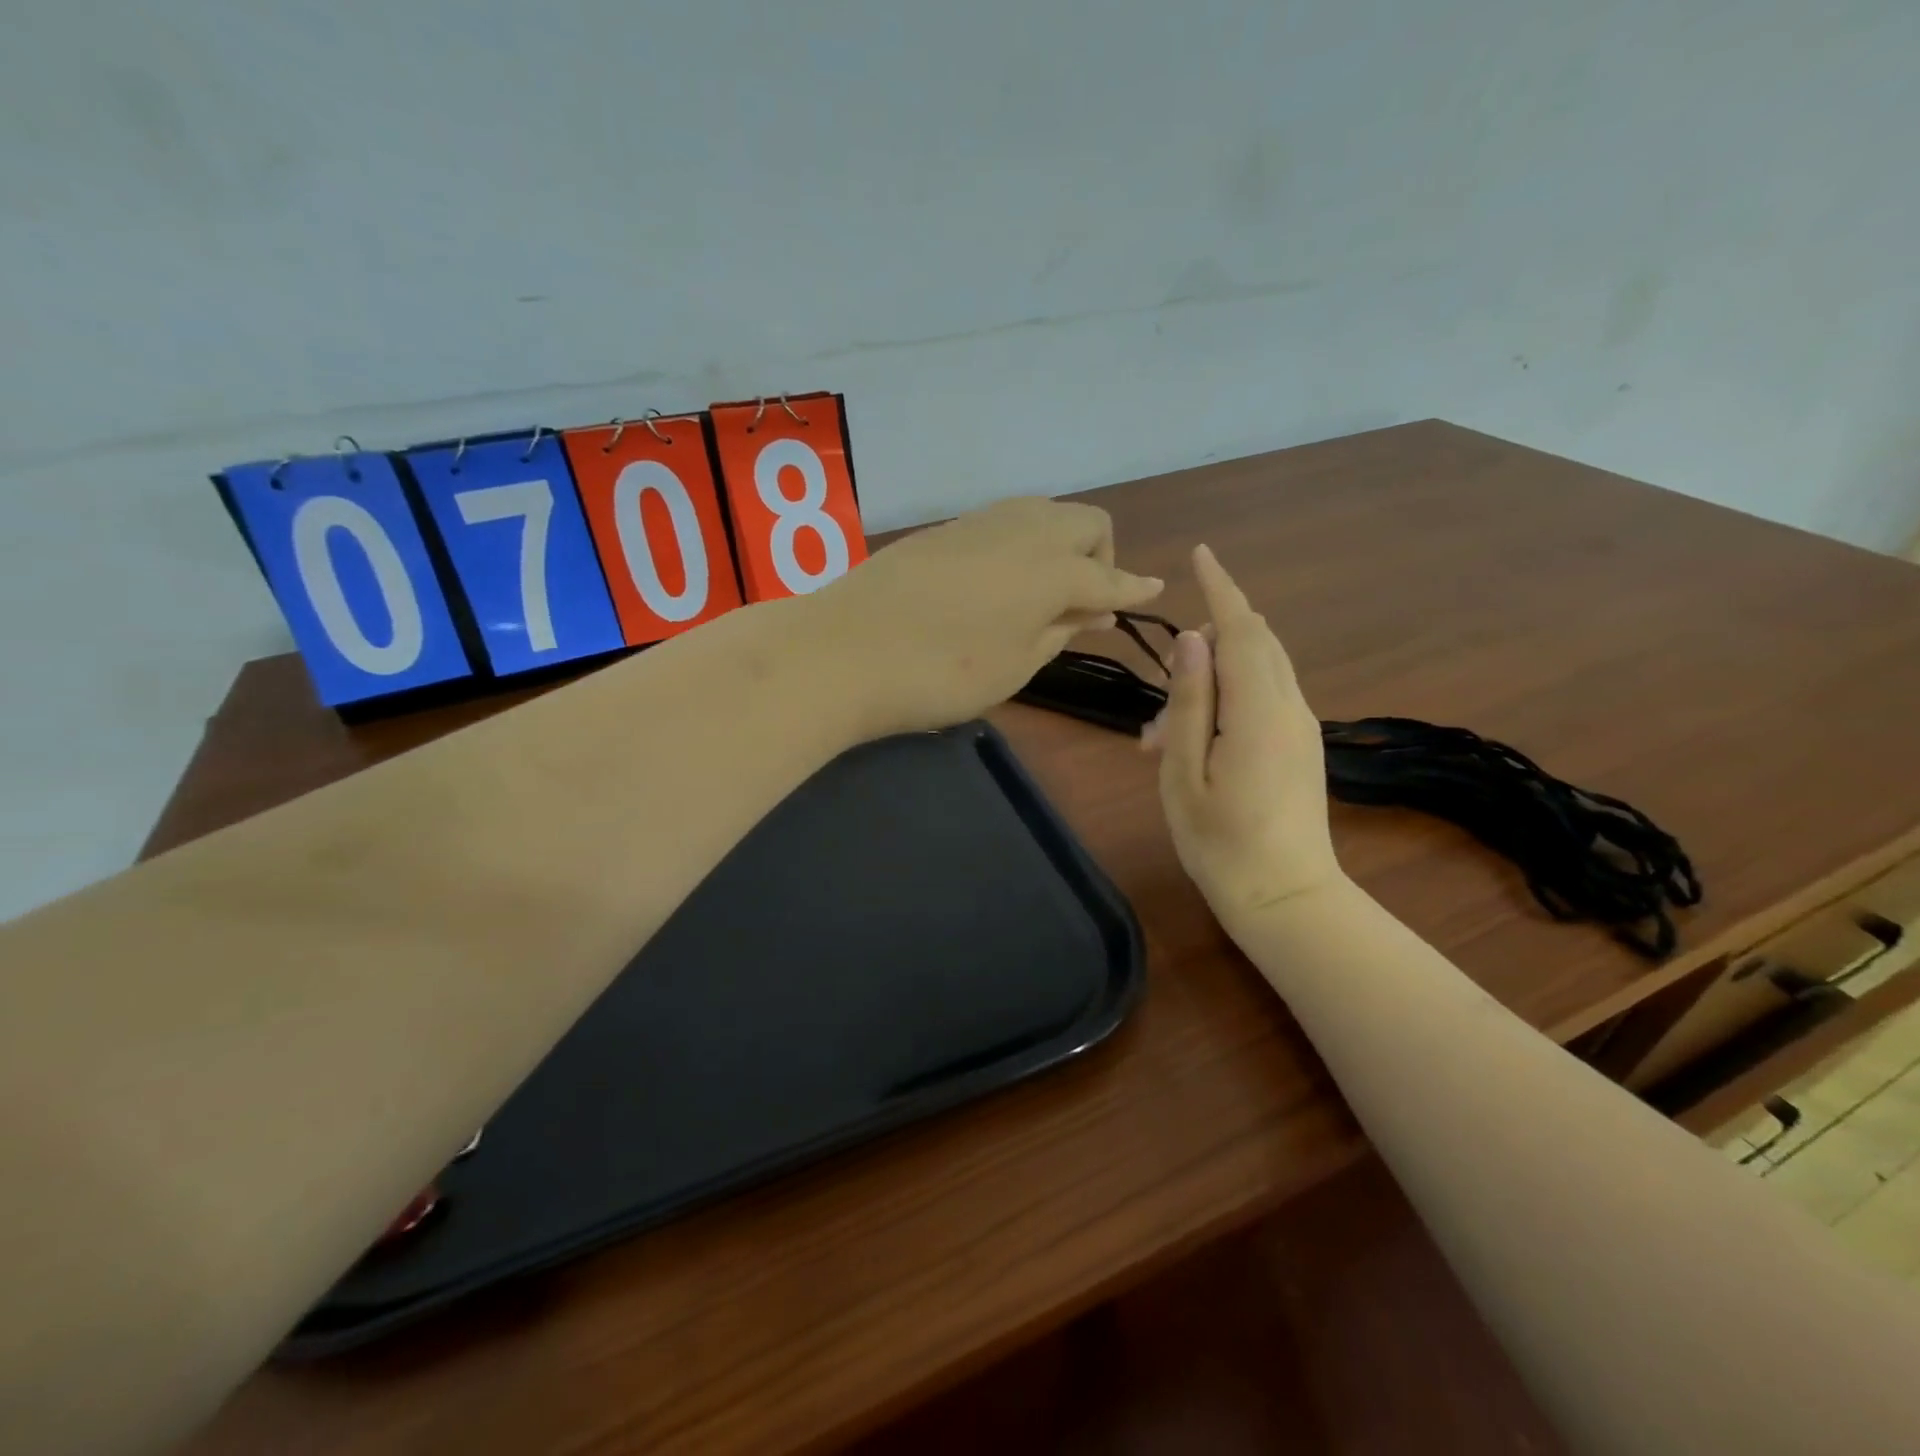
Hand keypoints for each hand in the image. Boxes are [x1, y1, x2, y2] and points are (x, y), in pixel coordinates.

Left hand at [812, 496, 1164, 734]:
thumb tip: (1093, 608)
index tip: (1154, 591)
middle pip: (1086, 523)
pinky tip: (1000, 582)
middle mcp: (1024, 530)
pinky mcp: (944, 529)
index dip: (1133, 589)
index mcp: (1052, 569)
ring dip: (1060, 545)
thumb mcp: (1015, 665)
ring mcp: (980, 522)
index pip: (1109, 577)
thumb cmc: (941, 673)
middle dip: (1099, 557)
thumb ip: (1060, 630)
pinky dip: (1021, 545)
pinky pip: (1005, 523)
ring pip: (1044, 514)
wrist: (844, 650)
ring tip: (1042, 593)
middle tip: (1081, 603)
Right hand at [1143, 545, 1345, 929]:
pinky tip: (1195, 743)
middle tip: (1160, 692)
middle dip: (1207, 641)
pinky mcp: (1302, 745)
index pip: (1242, 628)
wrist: (1287, 899)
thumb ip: (1189, 702)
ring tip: (1163, 735)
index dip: (1220, 588)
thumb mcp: (1184, 773)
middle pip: (1255, 641)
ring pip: (1259, 669)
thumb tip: (1190, 641)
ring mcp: (1302, 726)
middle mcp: (1291, 707)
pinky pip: (1265, 697)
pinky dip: (1229, 699)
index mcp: (1260, 711)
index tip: (1199, 554)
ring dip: (1212, 678)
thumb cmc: (1221, 843)